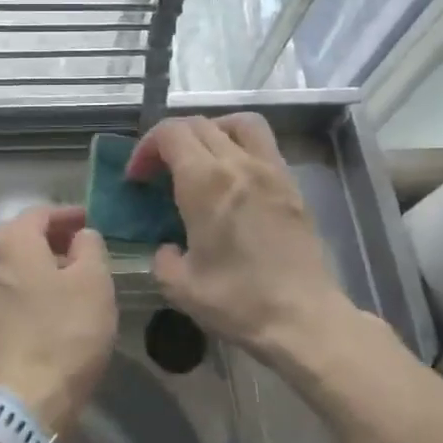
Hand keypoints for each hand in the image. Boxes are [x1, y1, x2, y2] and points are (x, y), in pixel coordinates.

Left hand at [0, 206, 117, 435]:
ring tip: (69, 275)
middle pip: (20, 236)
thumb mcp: (94, 283)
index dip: (67, 214)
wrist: (20, 402)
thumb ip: (90, 247)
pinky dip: (27, 285)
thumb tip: (81, 235)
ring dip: (38, 262)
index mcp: (12, 242)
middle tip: (80, 246)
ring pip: (11, 264)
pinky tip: (49, 303)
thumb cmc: (64, 334)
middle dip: (50, 236)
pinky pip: (6, 289)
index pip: (39, 213)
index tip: (91, 221)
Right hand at [127, 114, 347, 370]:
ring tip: (201, 159)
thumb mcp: (179, 287)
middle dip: (170, 140)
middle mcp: (238, 164)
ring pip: (237, 123)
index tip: (137, 177)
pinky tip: (233, 178)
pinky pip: (263, 144)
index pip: (170, 133)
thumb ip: (162, 257)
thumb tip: (168, 247)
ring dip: (211, 130)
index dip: (146, 148)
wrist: (305, 320)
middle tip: (160, 171)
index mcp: (205, 182)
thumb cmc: (238, 301)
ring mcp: (271, 170)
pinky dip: (240, 145)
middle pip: (199, 124)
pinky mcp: (292, 185)